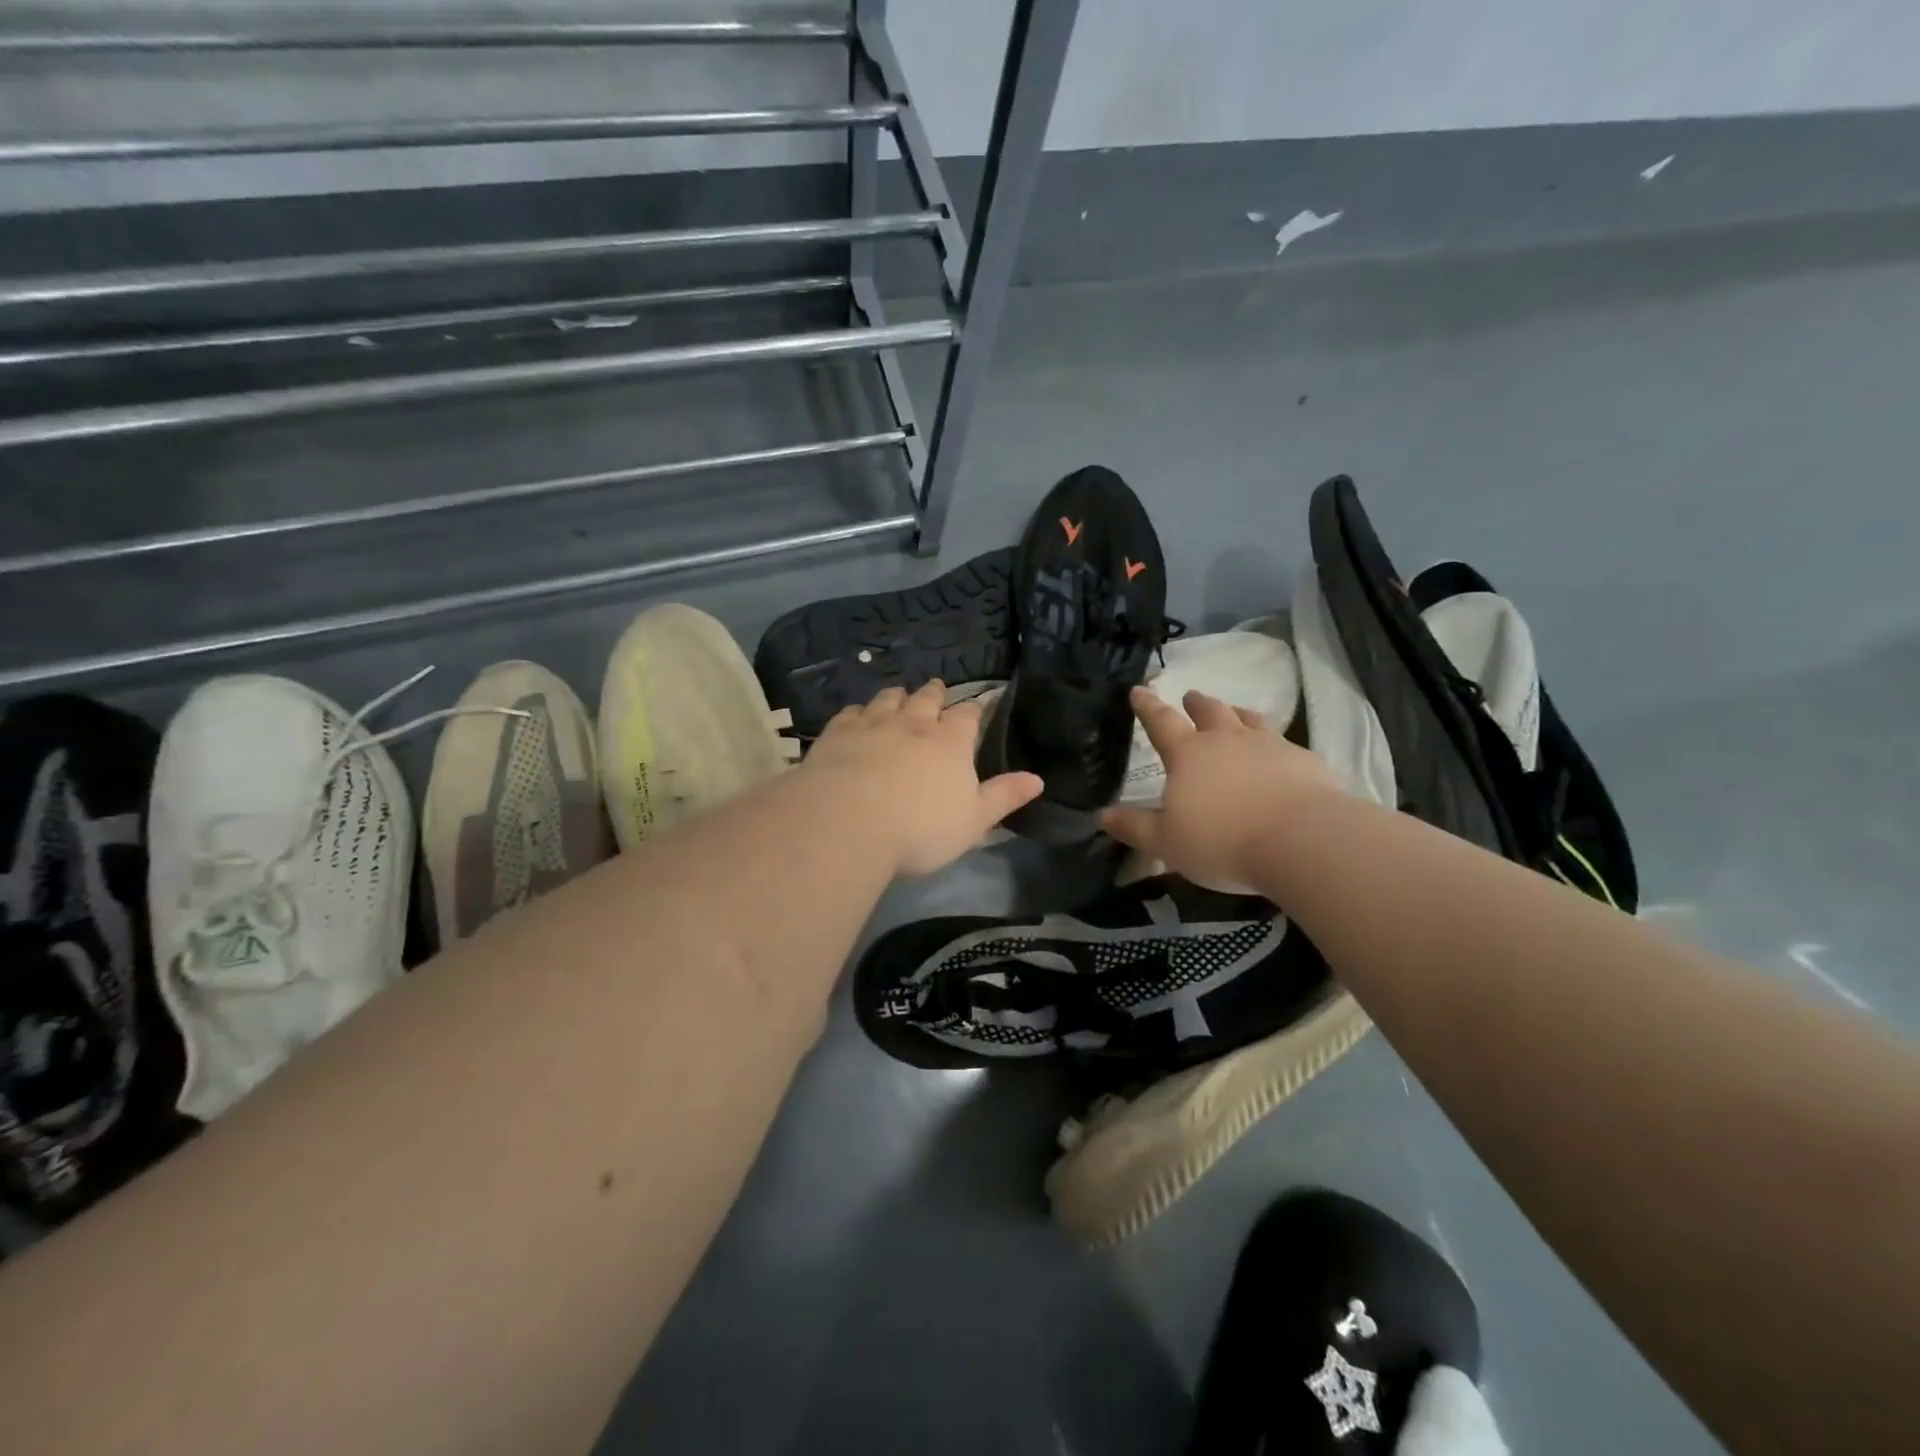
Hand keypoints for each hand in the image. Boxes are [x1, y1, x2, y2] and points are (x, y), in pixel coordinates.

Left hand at [804, 681, 1042, 875]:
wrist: (849, 823)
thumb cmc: (920, 828)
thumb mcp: (973, 821)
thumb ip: (1004, 797)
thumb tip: (1038, 779)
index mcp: (951, 742)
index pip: (968, 716)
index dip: (973, 710)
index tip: (975, 707)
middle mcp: (913, 724)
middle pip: (927, 699)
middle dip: (935, 693)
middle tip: (936, 688)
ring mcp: (873, 724)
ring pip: (888, 700)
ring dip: (897, 696)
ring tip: (899, 695)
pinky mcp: (838, 734)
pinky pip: (851, 713)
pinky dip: (858, 711)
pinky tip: (857, 715)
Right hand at [1102, 687, 1340, 889]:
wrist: (1302, 841)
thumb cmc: (1222, 841)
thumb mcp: (1166, 842)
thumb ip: (1134, 827)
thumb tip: (1102, 815)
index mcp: (1189, 755)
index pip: (1161, 723)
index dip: (1147, 706)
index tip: (1139, 690)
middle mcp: (1228, 740)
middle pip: (1210, 712)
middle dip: (1197, 704)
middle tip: (1191, 697)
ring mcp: (1271, 746)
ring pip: (1250, 720)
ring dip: (1238, 714)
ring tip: (1235, 714)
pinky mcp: (1306, 762)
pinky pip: (1287, 746)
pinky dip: (1277, 747)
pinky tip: (1281, 758)